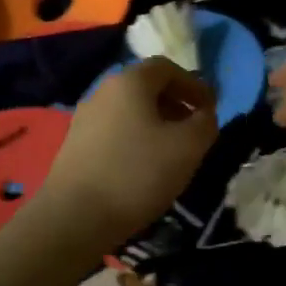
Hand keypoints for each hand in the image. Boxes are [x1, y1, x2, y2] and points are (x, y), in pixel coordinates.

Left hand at [37, 58, 218, 252]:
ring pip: (130, 110)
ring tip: (172, 152)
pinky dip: (135, 138)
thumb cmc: (137, 173)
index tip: (211, 109)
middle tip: (195, 129)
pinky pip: (114, 130)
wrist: (74, 217)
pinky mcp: (75, 144)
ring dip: (156, 123)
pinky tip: (144, 167)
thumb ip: (205, 124)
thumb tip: (204, 115)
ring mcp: (85, 117)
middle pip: (146, 87)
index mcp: (130, 81)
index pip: (167, 68)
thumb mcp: (187, 148)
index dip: (194, 84)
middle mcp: (103, 91)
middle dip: (176, 104)